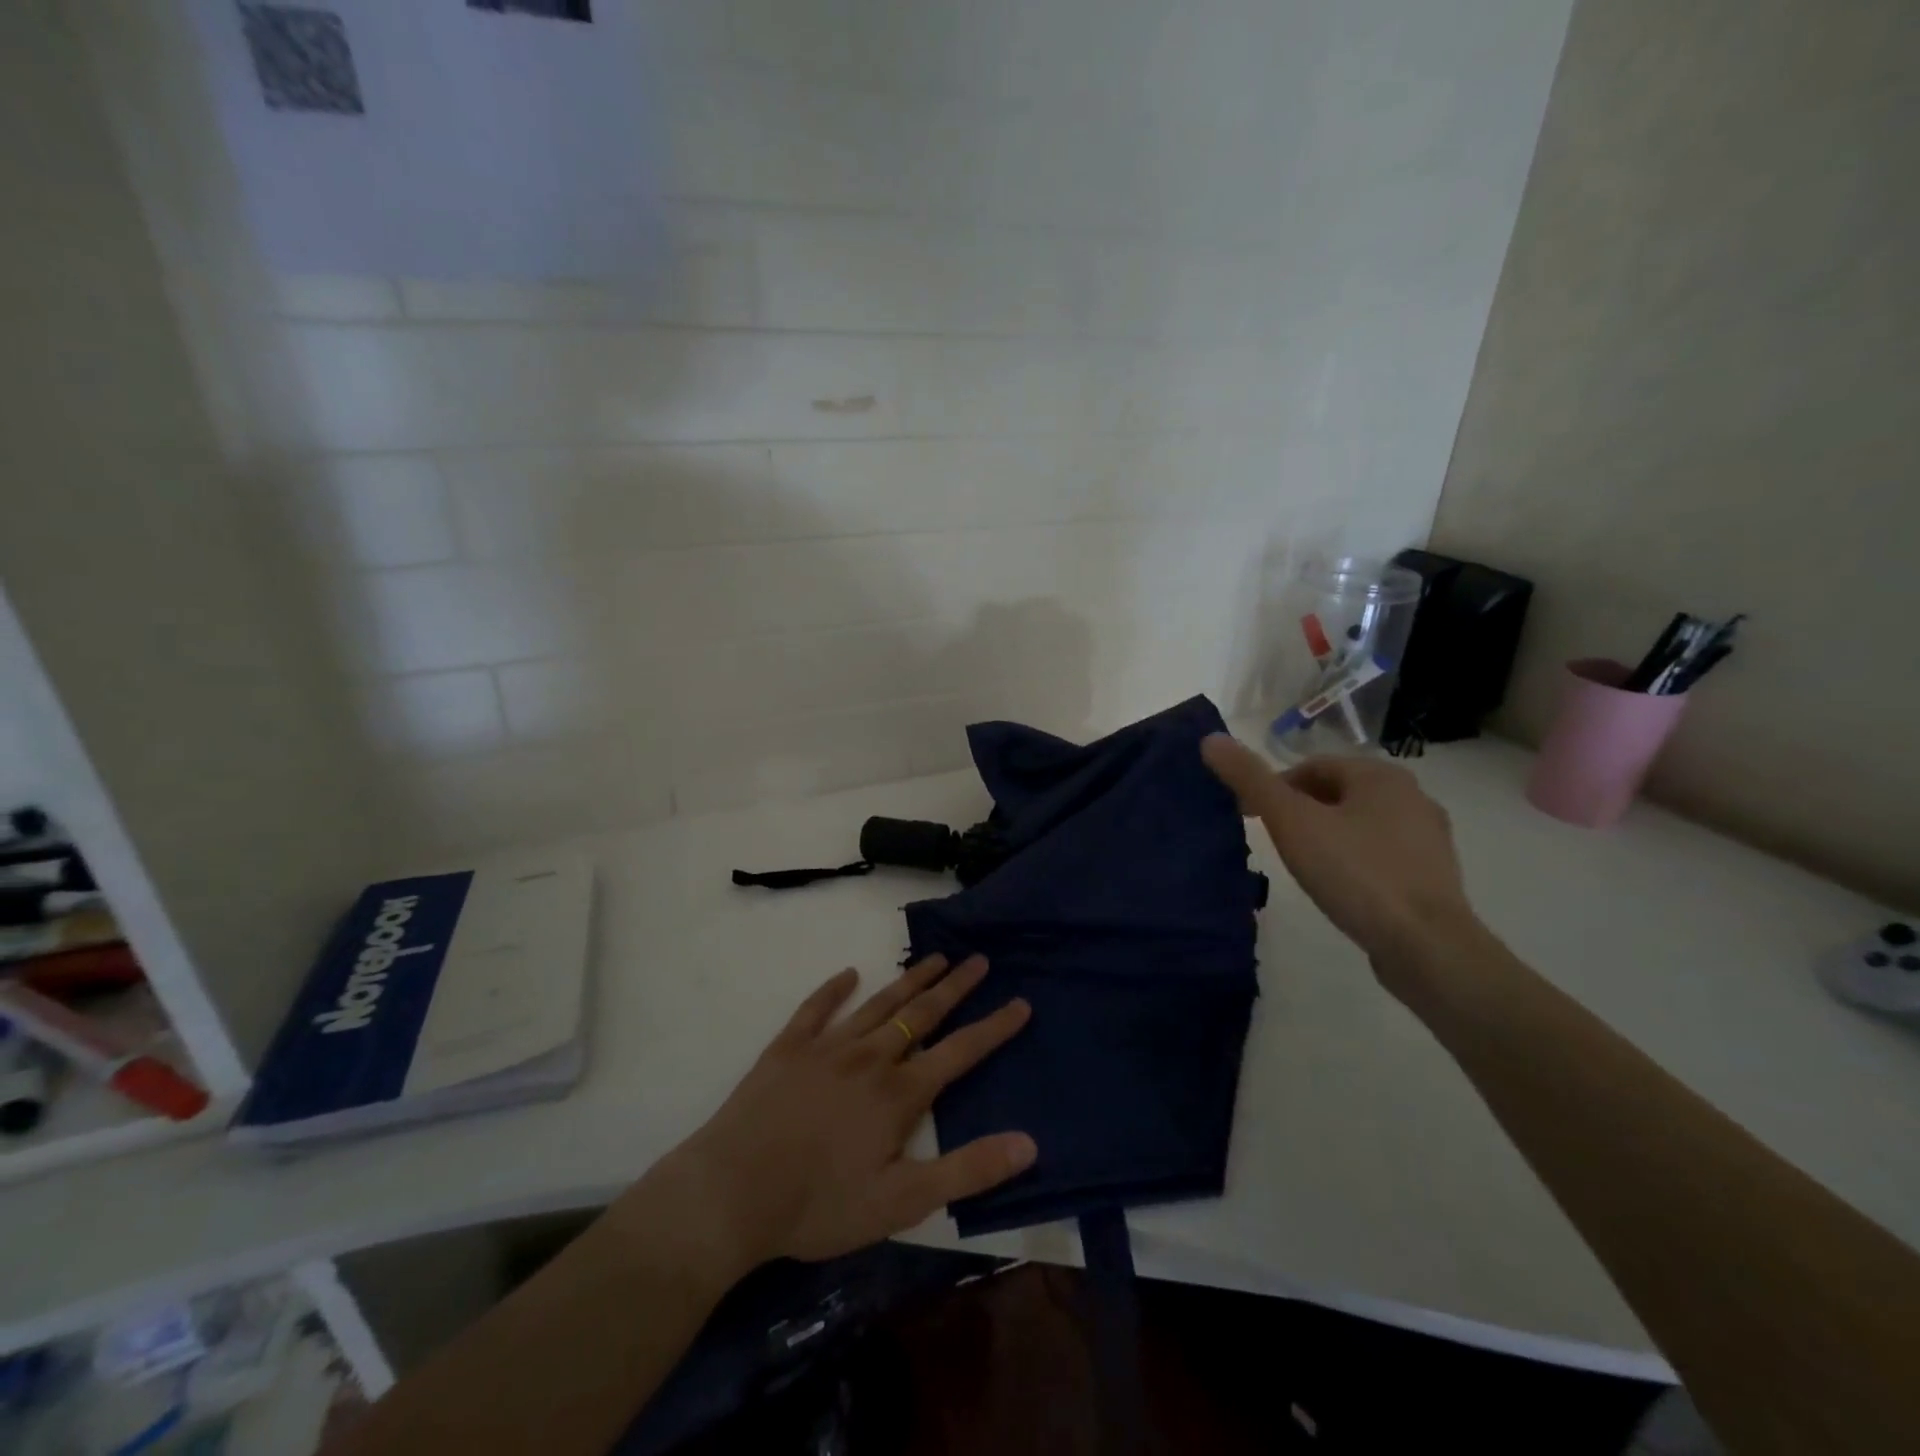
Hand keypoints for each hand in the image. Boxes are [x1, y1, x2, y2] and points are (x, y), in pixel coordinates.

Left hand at [637, 955, 1034, 1275]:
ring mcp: (826, 1047)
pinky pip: (816, 1008)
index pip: (959, 1051)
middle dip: (954, 986)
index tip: (1020, 1001)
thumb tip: (1028, 1143)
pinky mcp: (787, 1048)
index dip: (994, 1027)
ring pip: (878, 1003)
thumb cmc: (819, 1205)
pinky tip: (847, 973)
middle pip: (921, 1013)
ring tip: (934, 958)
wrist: (732, 1193)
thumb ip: (966, 1170)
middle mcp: (869, 1057)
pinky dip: (834, 989)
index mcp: (899, 1093)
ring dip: (909, 980)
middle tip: (978, 960)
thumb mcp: (902, 1202)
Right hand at [1201, 734, 1480, 980]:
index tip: (1251, 818)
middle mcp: (1412, 796)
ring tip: (1302, 866)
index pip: (1313, 767)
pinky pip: (1380, 854)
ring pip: (1359, 823)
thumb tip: (1211, 739)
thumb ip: (1251, 780)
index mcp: (1380, 775)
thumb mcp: (1292, 822)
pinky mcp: (1433, 876)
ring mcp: (1428, 838)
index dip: (1275, 787)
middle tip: (1274, 842)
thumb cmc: (1356, 873)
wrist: (1427, 947)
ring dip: (1327, 835)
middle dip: (1300, 811)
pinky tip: (1339, 887)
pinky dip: (1353, 860)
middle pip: (1337, 793)